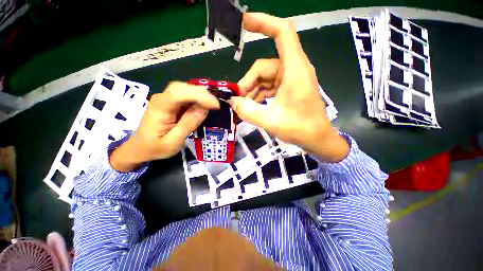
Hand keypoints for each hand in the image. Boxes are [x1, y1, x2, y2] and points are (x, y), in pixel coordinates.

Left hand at [110, 82, 219, 171]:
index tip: (215, 106)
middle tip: (216, 105)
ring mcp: (165, 98)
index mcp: (159, 109)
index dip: (199, 96)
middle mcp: (161, 98)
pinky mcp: (170, 102)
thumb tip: (204, 110)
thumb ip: (187, 125)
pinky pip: (185, 95)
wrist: (140, 147)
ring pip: (185, 88)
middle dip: (202, 94)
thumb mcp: (173, 142)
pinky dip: (197, 98)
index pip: (178, 94)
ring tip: (212, 105)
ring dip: (201, 95)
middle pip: (182, 87)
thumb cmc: (155, 148)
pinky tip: (204, 105)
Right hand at [230, 13, 348, 161]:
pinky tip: (254, 106)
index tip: (244, 22)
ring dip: (252, 91)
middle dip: (248, 82)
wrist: (318, 139)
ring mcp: (291, 80)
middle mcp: (294, 70)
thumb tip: (233, 102)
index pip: (282, 33)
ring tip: (245, 106)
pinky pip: (269, 86)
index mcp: (295, 70)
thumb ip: (249, 111)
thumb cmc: (300, 129)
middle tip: (238, 100)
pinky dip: (259, 94)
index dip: (264, 23)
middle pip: (264, 67)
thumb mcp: (271, 122)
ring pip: (265, 78)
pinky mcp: (289, 89)